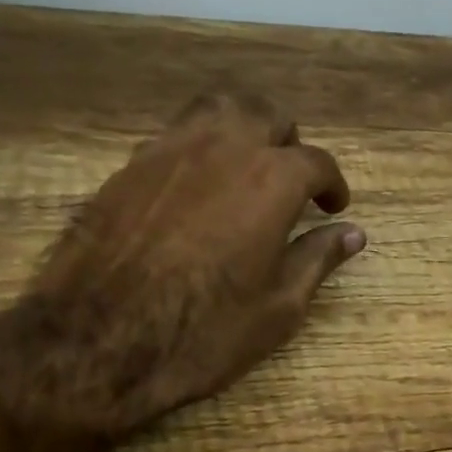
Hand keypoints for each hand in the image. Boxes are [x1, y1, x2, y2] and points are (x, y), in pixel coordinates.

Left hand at [33, 92, 364, 426]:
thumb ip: (317, 260)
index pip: (316, 162)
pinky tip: (195, 186)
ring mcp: (168, 151)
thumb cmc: (203, 332)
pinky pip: (173, 136)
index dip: (331, 184)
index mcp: (271, 180)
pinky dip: (196, 148)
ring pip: (215, 110)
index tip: (333, 206)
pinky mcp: (128, 167)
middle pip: (266, 115)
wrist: (98, 342)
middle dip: (287, 142)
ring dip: (240, 127)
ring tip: (244, 164)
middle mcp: (223, 148)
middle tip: (290, 179)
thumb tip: (352, 234)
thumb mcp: (278, 308)